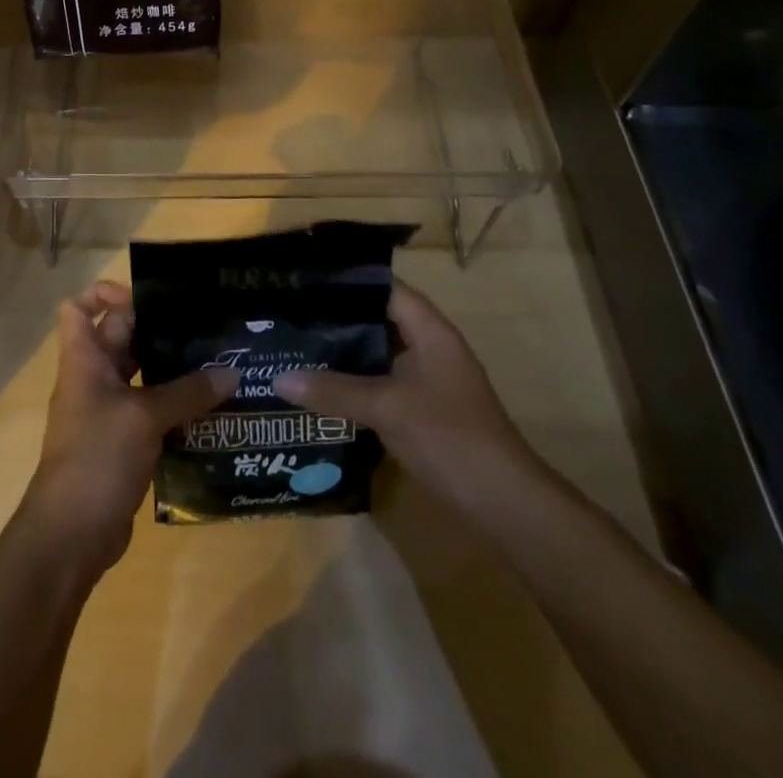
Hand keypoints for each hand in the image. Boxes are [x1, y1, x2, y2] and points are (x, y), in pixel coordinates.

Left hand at [19, 281, 234, 578]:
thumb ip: (187, 392)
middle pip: (121, 336)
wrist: (71, 534)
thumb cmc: (97, 457)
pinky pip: (152, 409)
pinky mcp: (125, 441)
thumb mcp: (144, 418)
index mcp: (84, 359)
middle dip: (158, 328)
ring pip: (141, 374)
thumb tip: (231, 372)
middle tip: (204, 325)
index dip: (107, 294)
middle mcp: (94, 377)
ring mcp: (108, 411)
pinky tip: (213, 407)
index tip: (149, 298)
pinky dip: (176, 405)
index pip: (80, 307)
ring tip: (218, 361)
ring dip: (173, 369)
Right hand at [273, 282, 541, 512]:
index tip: (304, 281)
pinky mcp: (422, 407)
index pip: (383, 288)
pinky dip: (354, 380)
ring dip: (344, 351)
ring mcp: (427, 378)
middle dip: (336, 317)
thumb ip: (333, 390)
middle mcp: (429, 346)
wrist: (503, 502)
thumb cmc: (449, 437)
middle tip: (290, 313)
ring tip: (296, 344)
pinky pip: (381, 380)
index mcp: (429, 330)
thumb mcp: (386, 408)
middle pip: (377, 318)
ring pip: (377, 352)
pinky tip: (321, 386)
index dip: (346, 281)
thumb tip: (279, 379)